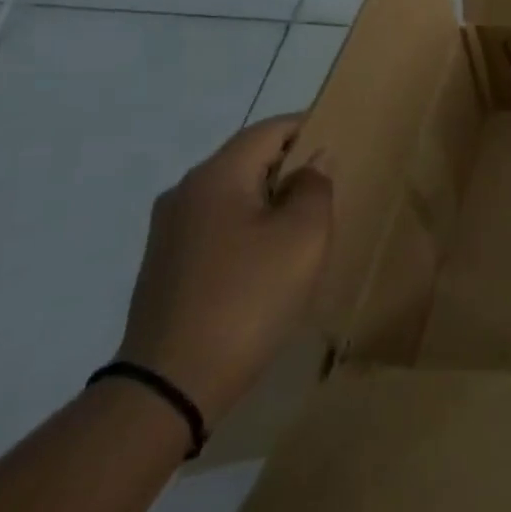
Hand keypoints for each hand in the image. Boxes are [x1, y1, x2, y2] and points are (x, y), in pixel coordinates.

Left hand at [115, 116, 332, 425]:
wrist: (172, 384)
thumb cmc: (250, 296)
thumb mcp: (304, 236)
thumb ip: (316, 187)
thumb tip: (313, 162)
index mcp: (217, 176)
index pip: (271, 129)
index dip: (310, 127)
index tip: (343, 139)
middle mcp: (185, 193)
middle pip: (249, 160)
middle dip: (292, 167)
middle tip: (332, 188)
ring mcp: (170, 231)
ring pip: (234, 195)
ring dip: (272, 201)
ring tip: (307, 226)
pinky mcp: (167, 266)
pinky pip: (218, 226)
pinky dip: (250, 228)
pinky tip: (271, 260)